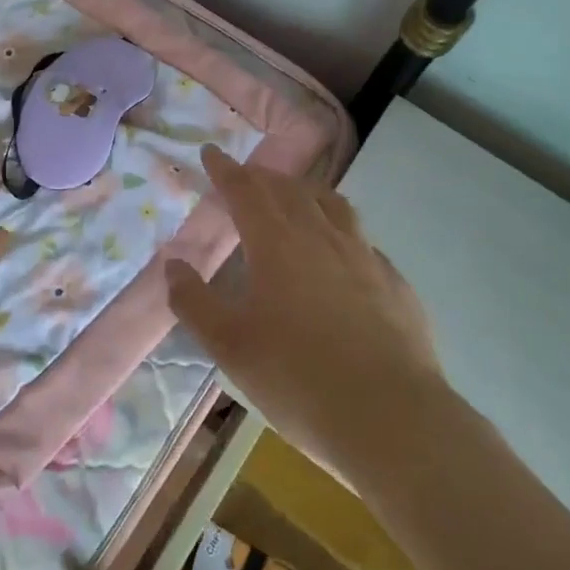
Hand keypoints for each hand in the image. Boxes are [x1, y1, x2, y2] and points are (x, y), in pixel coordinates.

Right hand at [166, 144, 437, 479]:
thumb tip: (174, 265)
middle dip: (263, 178)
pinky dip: (342, 231)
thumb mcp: (230, 346)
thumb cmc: (298, 378)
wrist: (391, 418)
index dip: (225, 169)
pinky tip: (343, 253)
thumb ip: (195, 302)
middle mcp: (321, 237)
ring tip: (295, 197)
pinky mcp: (395, 283)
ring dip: (306, 193)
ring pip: (333, 206)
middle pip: (289, 190)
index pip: (245, 191)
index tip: (212, 152)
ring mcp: (365, 257)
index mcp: (276, 244)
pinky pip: (363, 240)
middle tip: (247, 176)